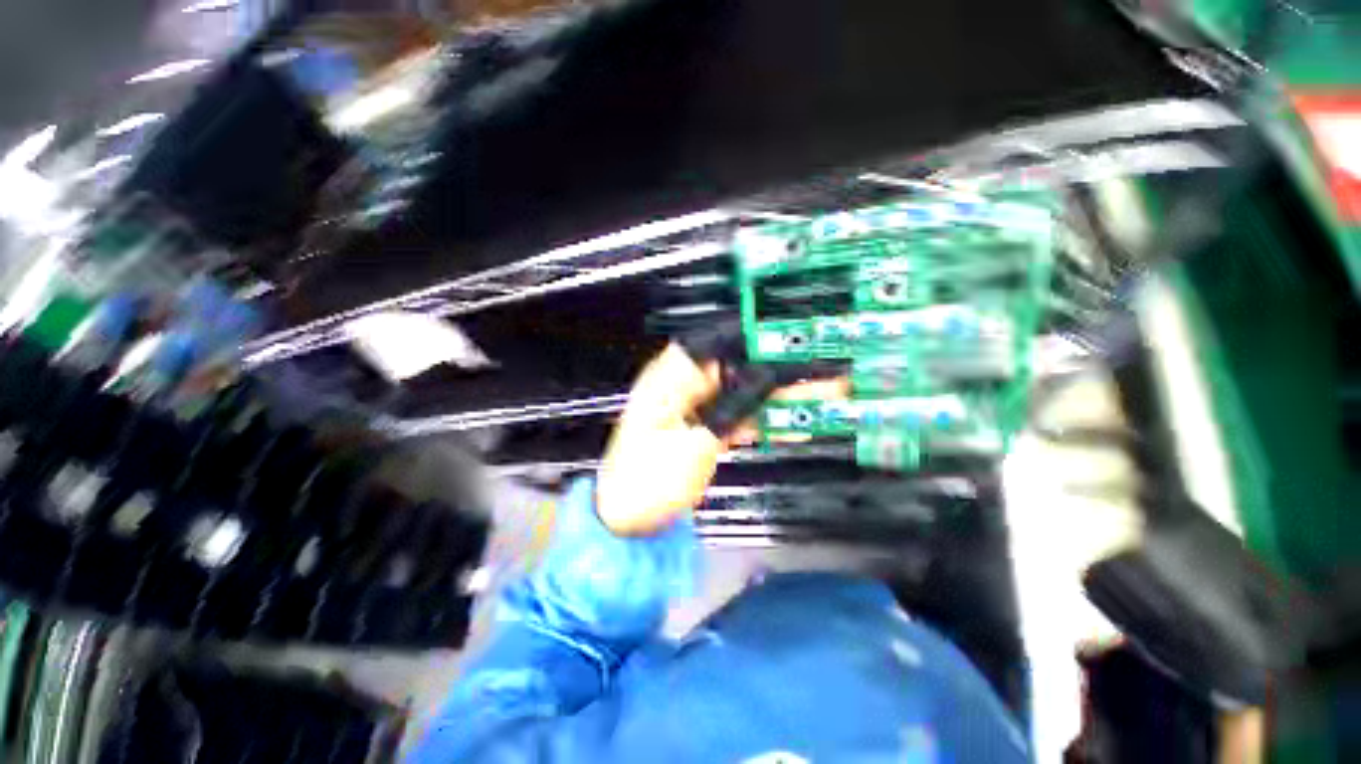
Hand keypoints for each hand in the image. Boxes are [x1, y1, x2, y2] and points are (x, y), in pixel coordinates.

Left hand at [596, 344, 844, 535]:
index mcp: (670, 378)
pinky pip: (737, 415)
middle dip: (777, 370)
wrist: (629, 520)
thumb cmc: (649, 482)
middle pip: (736, 368)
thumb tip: (767, 378)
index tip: (792, 339)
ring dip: (777, 397)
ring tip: (821, 396)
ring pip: (741, 392)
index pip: (716, 342)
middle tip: (821, 371)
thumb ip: (734, 408)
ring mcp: (693, 407)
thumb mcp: (696, 445)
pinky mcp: (702, 426)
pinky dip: (762, 421)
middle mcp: (682, 384)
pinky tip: (793, 424)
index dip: (754, 337)